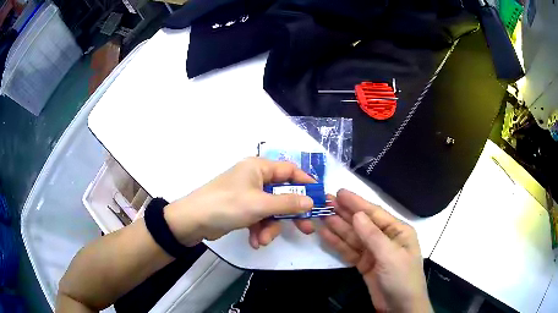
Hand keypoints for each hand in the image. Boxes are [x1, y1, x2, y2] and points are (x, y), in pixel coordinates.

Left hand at [164, 157, 315, 247]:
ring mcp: (247, 195)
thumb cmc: (227, 205)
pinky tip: (255, 242)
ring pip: (271, 211)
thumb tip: (310, 201)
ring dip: (270, 227)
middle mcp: (254, 179)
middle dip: (291, 214)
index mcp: (259, 168)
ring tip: (263, 240)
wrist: (193, 221)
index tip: (318, 198)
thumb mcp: (260, 204)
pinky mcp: (241, 210)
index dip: (306, 182)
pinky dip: (259, 230)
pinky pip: (259, 219)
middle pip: (282, 194)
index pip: (290, 170)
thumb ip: (288, 203)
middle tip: (306, 229)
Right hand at [320, 189, 431, 312]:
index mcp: (397, 231)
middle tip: (325, 201)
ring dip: (338, 226)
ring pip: (353, 236)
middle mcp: (385, 239)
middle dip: (344, 212)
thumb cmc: (402, 278)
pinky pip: (349, 251)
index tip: (339, 193)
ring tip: (322, 215)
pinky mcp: (364, 264)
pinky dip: (337, 243)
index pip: (374, 213)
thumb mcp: (390, 256)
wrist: (400, 307)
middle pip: (362, 223)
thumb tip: (356, 214)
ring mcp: (373, 252)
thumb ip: (373, 236)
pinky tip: (326, 234)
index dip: (356, 202)